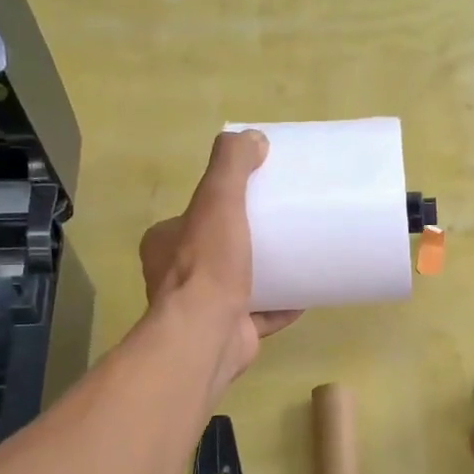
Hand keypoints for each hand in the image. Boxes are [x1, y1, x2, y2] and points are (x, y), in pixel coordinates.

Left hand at [139, 130, 299, 389]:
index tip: (256, 197)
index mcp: (166, 244)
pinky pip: (260, 314)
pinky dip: (282, 305)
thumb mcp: (216, 201)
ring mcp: (204, 308)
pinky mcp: (230, 332)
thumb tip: (252, 137)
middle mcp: (177, 276)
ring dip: (265, 273)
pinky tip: (307, 294)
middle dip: (248, 240)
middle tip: (282, 226)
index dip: (223, 204)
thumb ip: (230, 166)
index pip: (195, 216)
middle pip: (219, 249)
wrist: (207, 336)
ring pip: (239, 283)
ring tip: (299, 256)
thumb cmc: (207, 266)